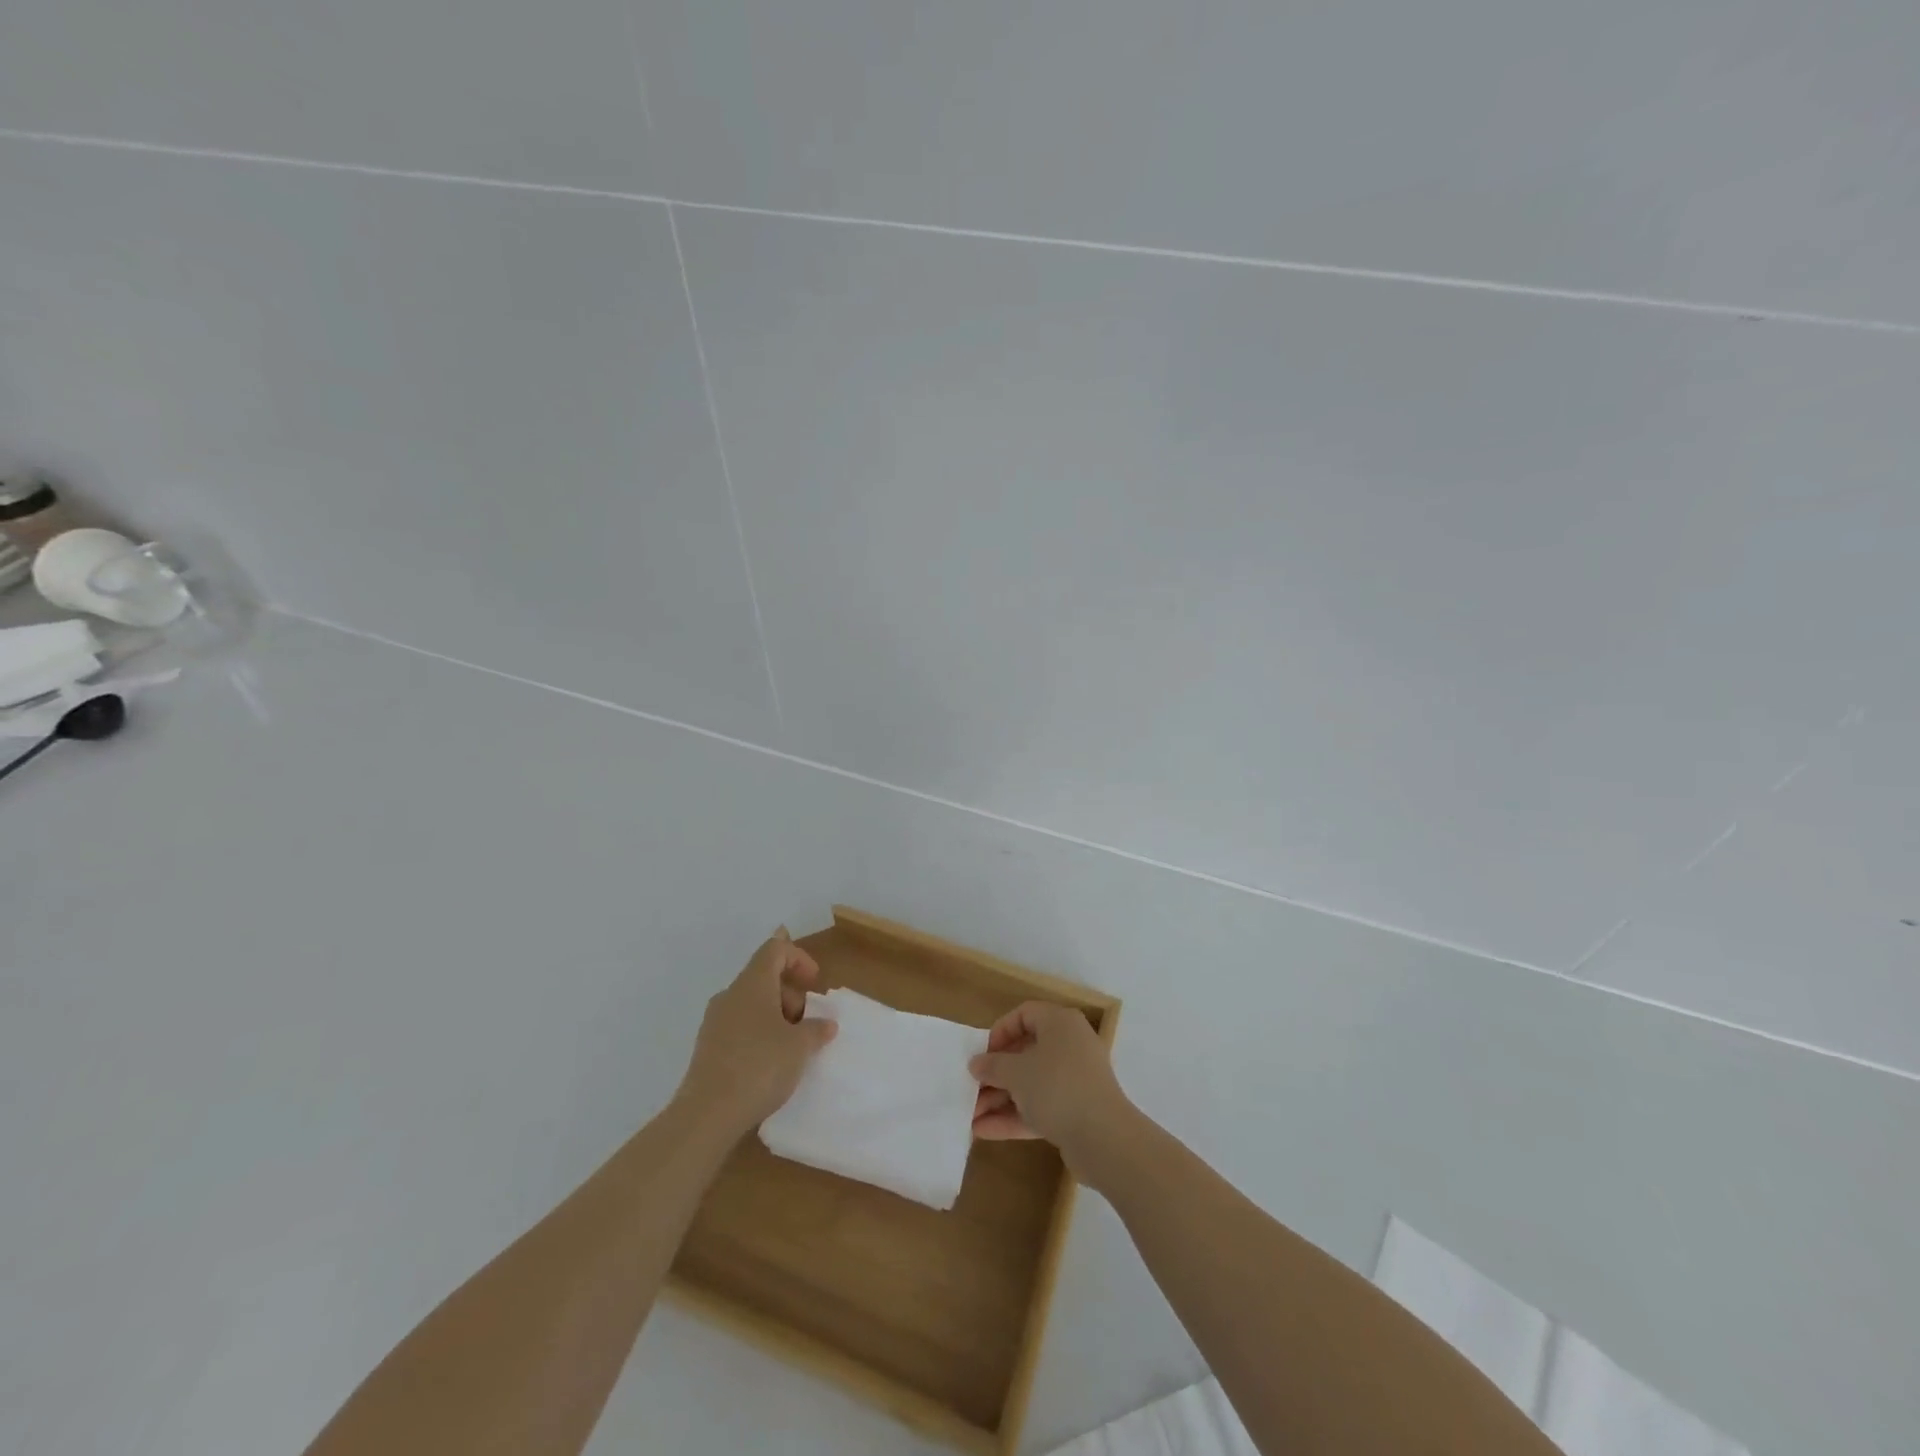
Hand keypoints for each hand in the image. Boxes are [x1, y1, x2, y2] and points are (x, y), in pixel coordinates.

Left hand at [676, 929, 836, 1136]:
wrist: (707, 1114)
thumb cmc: (760, 1066)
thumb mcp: (800, 1047)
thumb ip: (816, 1029)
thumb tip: (825, 1024)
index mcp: (752, 984)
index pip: (774, 949)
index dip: (799, 958)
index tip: (814, 983)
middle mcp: (730, 995)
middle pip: (764, 977)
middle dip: (791, 994)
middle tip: (808, 1023)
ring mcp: (715, 1021)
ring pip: (752, 1004)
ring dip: (776, 1016)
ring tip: (792, 1047)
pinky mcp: (707, 1047)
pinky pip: (740, 1026)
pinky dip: (759, 1033)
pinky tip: (770, 1063)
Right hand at [969, 1001, 1130, 1170]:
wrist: (1104, 1138)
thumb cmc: (1057, 1087)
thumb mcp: (1017, 1072)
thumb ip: (992, 1066)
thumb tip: (976, 1064)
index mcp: (1060, 1024)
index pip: (1025, 1014)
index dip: (1000, 1031)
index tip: (982, 1053)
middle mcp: (1070, 1046)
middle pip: (1026, 1052)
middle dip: (995, 1073)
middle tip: (971, 1087)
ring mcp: (1075, 1081)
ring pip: (1031, 1083)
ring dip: (1000, 1098)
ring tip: (970, 1114)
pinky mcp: (1076, 1112)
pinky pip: (1040, 1107)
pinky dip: (1015, 1116)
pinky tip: (984, 1131)